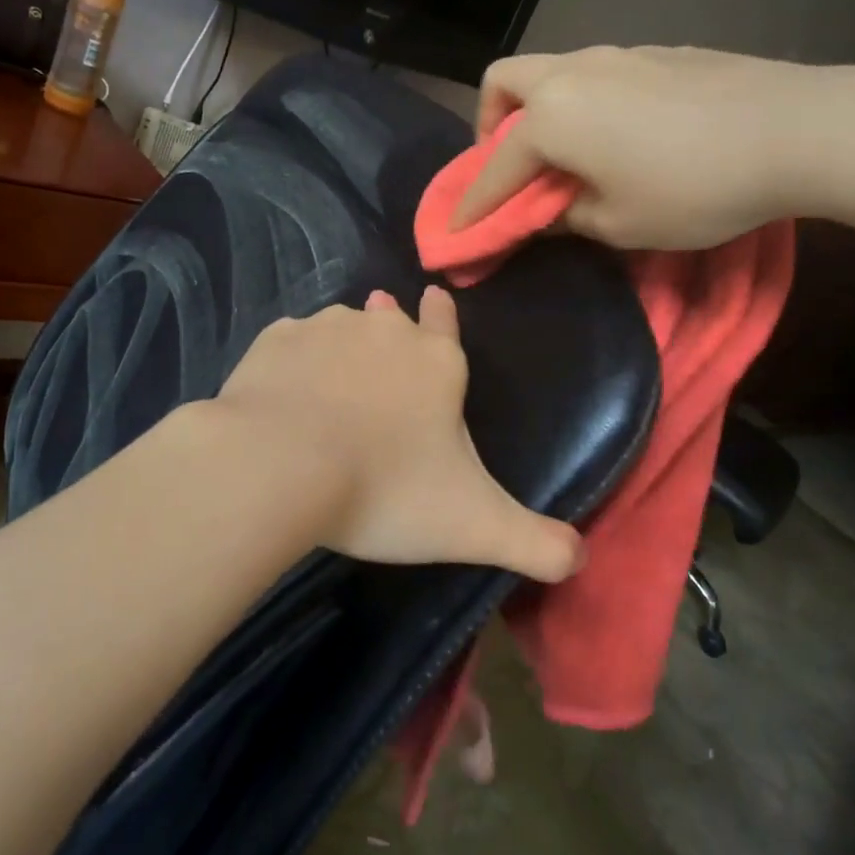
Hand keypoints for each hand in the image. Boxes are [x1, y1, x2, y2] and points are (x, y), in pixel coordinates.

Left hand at [213, 287, 583, 582]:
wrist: (282, 467)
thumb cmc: (386, 491)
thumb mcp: (475, 527)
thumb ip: (535, 543)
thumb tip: (579, 557)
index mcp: (436, 364)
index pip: (445, 326)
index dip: (440, 316)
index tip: (432, 296)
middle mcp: (384, 332)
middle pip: (391, 325)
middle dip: (389, 335)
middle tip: (378, 357)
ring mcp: (326, 330)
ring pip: (341, 330)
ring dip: (341, 348)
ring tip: (331, 379)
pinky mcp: (276, 342)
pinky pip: (291, 345)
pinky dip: (293, 364)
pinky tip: (285, 390)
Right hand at [457, 44, 842, 249]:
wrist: (799, 130)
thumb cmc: (694, 188)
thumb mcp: (618, 224)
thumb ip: (564, 217)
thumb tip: (543, 212)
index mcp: (552, 117)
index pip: (494, 168)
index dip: (473, 205)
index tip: (456, 231)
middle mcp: (573, 73)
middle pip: (504, 83)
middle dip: (490, 125)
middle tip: (510, 165)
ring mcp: (618, 54)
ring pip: (552, 71)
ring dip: (540, 111)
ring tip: (568, 153)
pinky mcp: (658, 52)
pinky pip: (598, 74)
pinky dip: (585, 103)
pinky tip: (622, 135)